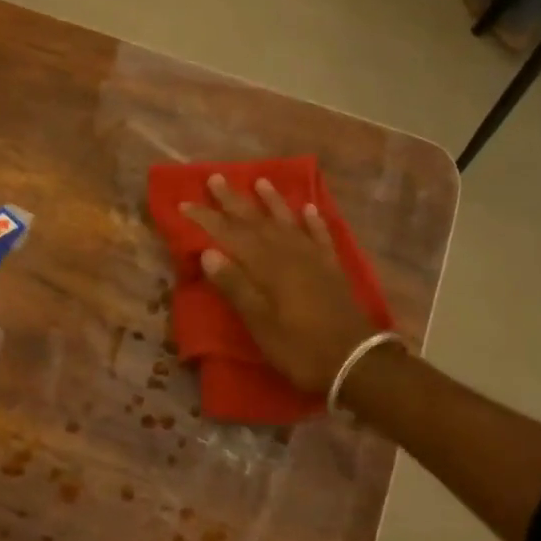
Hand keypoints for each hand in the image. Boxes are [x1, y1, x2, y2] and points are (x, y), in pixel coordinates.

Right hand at [180, 175, 376, 391]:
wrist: (356, 361)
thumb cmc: (299, 347)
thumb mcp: (260, 324)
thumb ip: (235, 286)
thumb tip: (208, 252)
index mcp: (266, 266)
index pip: (229, 235)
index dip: (206, 219)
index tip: (184, 204)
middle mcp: (288, 253)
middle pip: (256, 221)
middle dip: (233, 201)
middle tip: (215, 179)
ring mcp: (313, 258)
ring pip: (287, 221)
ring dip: (272, 201)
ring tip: (260, 181)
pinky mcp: (332, 267)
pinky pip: (320, 235)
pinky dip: (313, 220)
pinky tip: (308, 208)